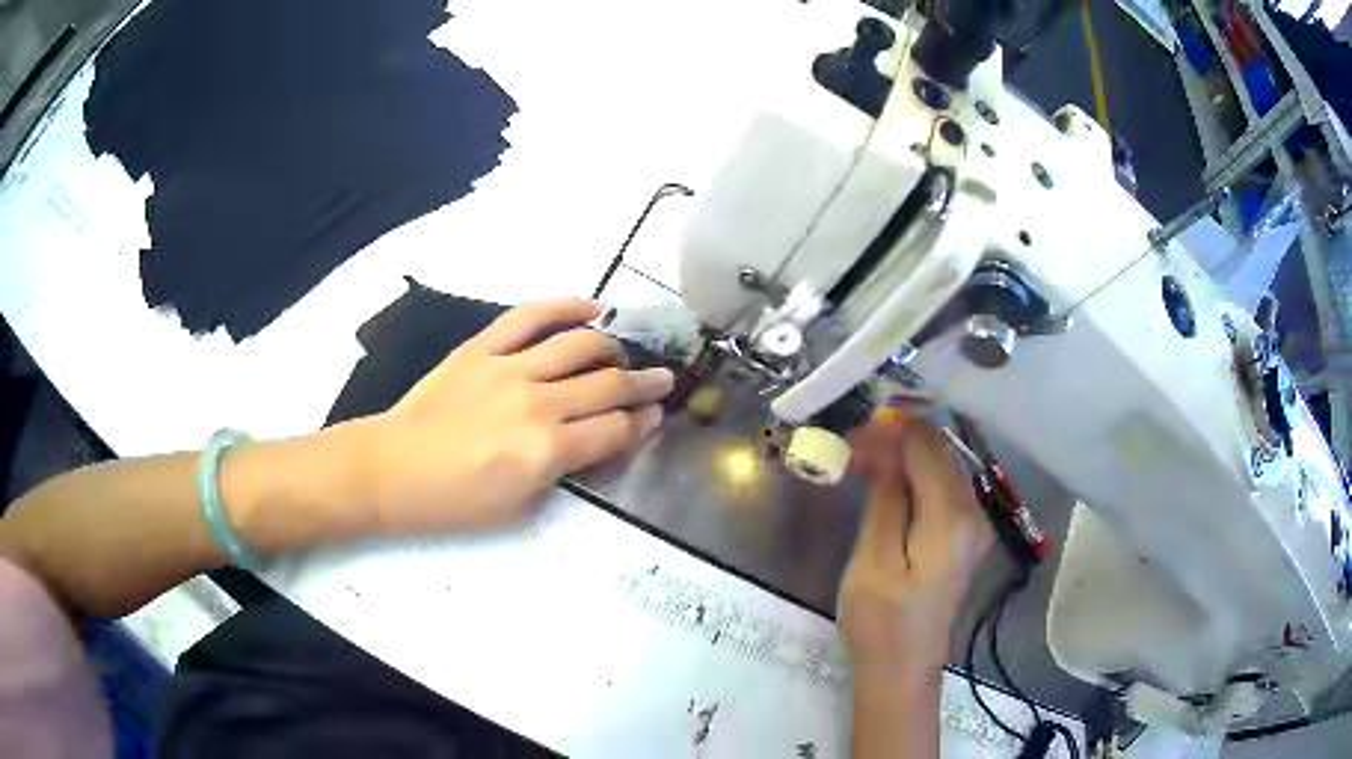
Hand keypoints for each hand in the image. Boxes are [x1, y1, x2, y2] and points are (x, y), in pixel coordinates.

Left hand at [359, 299, 673, 532]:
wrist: (391, 468)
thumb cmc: (454, 501)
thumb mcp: (518, 506)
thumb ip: (563, 470)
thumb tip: (594, 442)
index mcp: (547, 451)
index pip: (615, 429)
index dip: (642, 423)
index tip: (655, 417)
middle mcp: (537, 403)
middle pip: (608, 385)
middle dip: (644, 385)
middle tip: (661, 382)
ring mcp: (509, 368)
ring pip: (580, 345)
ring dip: (613, 348)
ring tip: (623, 355)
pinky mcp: (483, 348)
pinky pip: (531, 316)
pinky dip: (566, 306)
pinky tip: (591, 307)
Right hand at [837, 412, 992, 676]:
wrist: (902, 669)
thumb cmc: (881, 622)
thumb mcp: (873, 560)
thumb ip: (886, 500)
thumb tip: (888, 449)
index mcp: (952, 518)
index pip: (927, 448)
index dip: (890, 432)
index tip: (853, 436)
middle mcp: (974, 514)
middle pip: (939, 453)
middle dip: (898, 440)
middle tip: (853, 447)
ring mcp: (974, 526)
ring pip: (942, 469)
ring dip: (905, 458)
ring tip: (864, 462)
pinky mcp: (965, 538)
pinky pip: (943, 491)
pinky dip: (916, 479)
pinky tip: (889, 486)